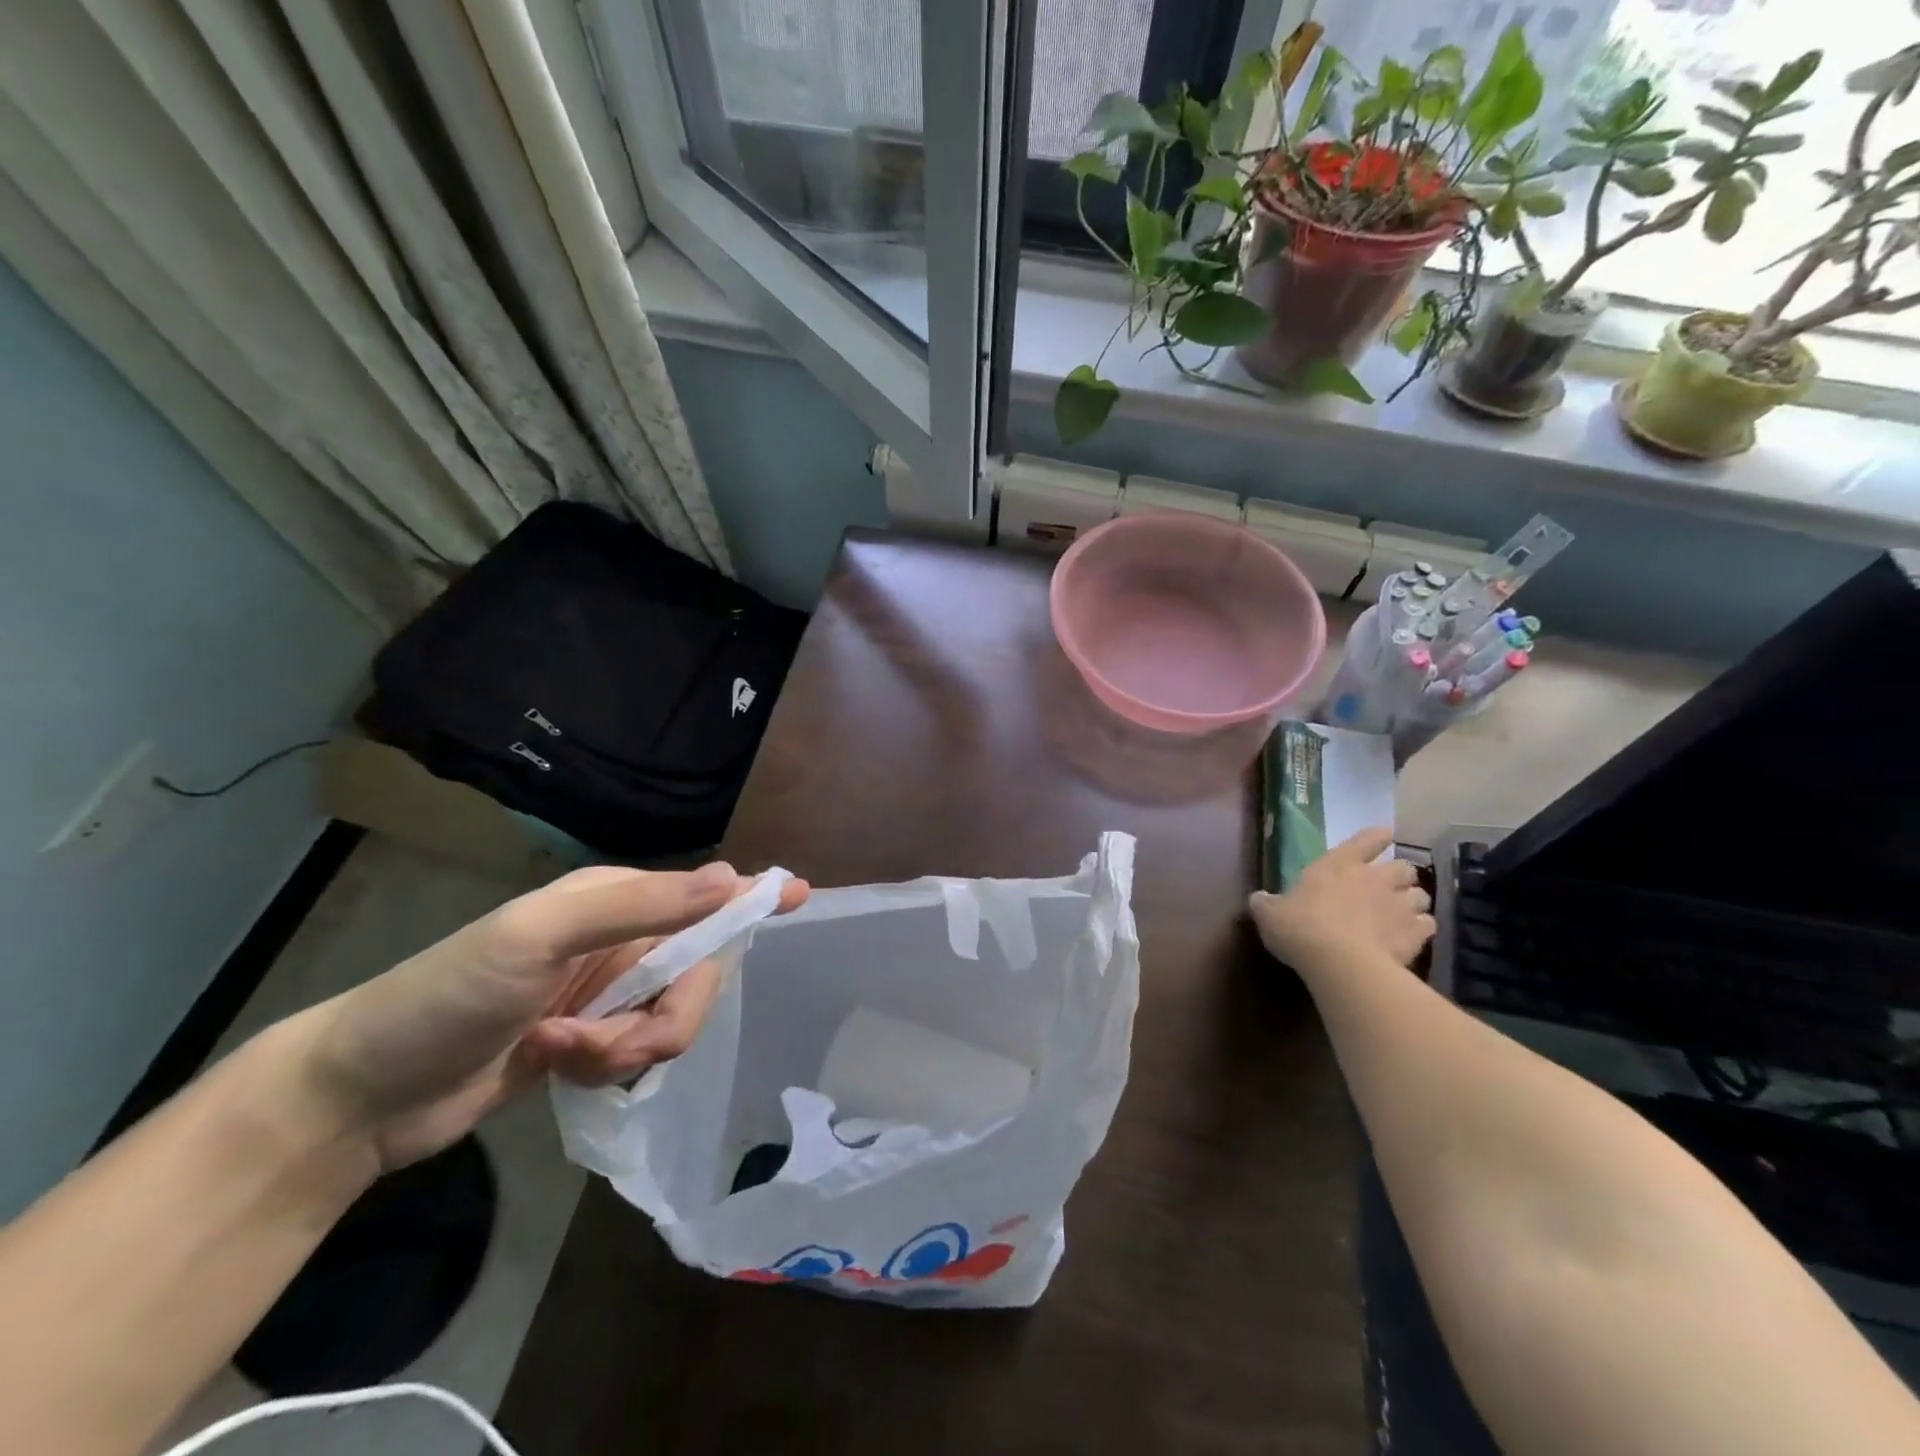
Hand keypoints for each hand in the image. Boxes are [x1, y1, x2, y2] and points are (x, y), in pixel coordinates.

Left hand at [287, 862, 807, 1170]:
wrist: (362, 1093)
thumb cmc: (446, 994)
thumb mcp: (538, 936)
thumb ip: (641, 906)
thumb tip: (730, 880)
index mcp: (615, 900)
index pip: (701, 895)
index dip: (750, 897)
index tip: (800, 896)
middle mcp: (621, 941)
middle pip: (695, 975)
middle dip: (660, 1017)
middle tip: (604, 1040)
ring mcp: (606, 994)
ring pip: (669, 1021)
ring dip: (622, 1048)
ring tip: (561, 1054)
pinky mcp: (590, 1041)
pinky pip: (636, 1053)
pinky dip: (602, 1066)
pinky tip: (553, 1066)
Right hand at [1248, 827, 1432, 974]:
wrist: (1338, 961)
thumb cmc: (1300, 927)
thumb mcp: (1269, 914)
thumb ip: (1266, 903)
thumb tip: (1259, 898)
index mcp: (1338, 864)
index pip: (1366, 840)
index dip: (1376, 837)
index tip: (1385, 835)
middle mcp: (1374, 878)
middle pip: (1403, 867)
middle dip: (1399, 875)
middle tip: (1389, 887)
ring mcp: (1398, 905)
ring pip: (1421, 895)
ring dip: (1413, 901)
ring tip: (1403, 913)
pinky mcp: (1415, 934)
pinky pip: (1427, 924)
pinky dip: (1421, 928)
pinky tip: (1410, 936)